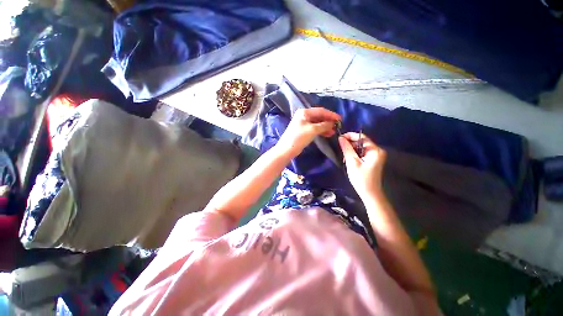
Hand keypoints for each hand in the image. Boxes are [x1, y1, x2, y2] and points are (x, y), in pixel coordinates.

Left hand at [276, 108, 340, 156]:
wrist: (287, 149)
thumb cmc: (299, 137)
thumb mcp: (313, 130)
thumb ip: (324, 125)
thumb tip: (332, 123)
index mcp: (304, 112)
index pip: (320, 111)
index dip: (331, 115)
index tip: (340, 119)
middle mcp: (303, 116)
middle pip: (319, 116)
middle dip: (328, 121)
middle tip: (337, 126)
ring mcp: (303, 123)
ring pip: (317, 123)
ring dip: (325, 127)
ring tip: (333, 132)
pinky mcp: (303, 131)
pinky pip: (314, 128)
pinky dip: (321, 131)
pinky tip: (327, 134)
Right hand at [338, 132, 386, 198]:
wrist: (369, 193)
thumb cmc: (361, 179)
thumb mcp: (352, 162)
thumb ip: (347, 149)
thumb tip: (341, 138)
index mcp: (375, 150)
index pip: (361, 137)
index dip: (350, 136)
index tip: (339, 138)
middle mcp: (377, 151)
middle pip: (361, 142)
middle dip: (350, 145)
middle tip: (341, 150)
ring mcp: (376, 156)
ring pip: (360, 148)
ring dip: (351, 150)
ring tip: (344, 157)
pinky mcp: (372, 160)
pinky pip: (362, 153)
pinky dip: (354, 155)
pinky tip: (349, 160)